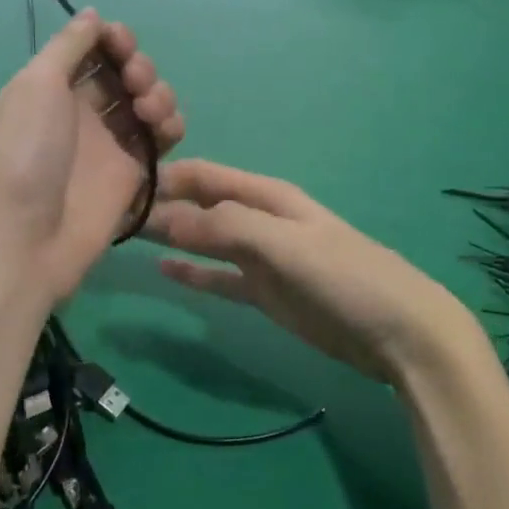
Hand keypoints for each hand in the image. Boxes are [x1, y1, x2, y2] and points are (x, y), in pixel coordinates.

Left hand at [0, 10, 184, 300]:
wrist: (23, 240)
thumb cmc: (23, 153)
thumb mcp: (35, 86)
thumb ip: (68, 46)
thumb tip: (91, 14)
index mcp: (49, 88)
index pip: (90, 50)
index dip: (111, 40)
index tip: (121, 41)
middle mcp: (80, 112)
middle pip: (123, 73)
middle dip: (137, 66)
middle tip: (134, 80)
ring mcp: (108, 144)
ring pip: (146, 102)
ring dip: (158, 93)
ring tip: (149, 110)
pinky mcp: (132, 174)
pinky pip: (160, 139)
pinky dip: (170, 126)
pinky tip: (165, 131)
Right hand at [143, 160, 476, 383]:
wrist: (399, 332)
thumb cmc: (345, 276)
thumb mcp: (285, 244)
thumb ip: (226, 228)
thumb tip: (164, 219)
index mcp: (266, 196)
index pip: (204, 176)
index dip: (165, 178)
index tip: (119, 185)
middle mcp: (259, 220)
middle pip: (200, 207)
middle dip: (161, 207)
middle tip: (110, 215)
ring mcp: (261, 258)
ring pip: (205, 241)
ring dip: (171, 238)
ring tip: (126, 238)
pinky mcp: (265, 293)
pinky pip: (219, 278)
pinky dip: (193, 273)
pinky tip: (165, 270)